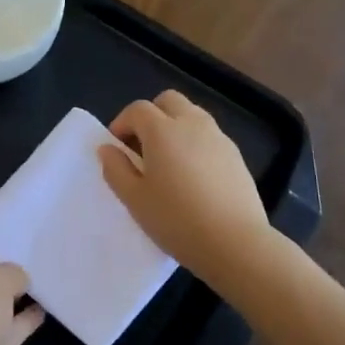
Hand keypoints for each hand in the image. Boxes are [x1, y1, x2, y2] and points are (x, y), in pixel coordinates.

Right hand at [99, 90, 272, 287]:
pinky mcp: (236, 156)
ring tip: (168, 161)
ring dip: (175, 126)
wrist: (235, 243)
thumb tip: (108, 148)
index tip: (117, 148)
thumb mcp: (134, 199)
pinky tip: (193, 176)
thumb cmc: (176, 220)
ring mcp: (218, 138)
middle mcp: (192, 124)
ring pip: (192, 114)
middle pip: (168, 101)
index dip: (122, 123)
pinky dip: (195, 143)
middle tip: (142, 147)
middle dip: (151, 115)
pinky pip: (209, 136)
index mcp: (163, 130)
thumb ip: (116, 169)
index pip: (137, 109)